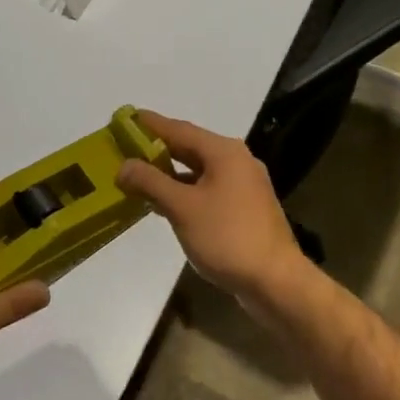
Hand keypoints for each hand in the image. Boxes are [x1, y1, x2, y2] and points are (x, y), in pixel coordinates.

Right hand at [117, 111, 311, 309]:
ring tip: (137, 177)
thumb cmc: (227, 237)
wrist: (276, 281)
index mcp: (223, 152)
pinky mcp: (245, 209)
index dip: (149, 124)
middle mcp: (236, 161)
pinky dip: (184, 191)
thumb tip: (123, 166)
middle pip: (189, 147)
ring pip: (199, 170)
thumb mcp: (182, 208)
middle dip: (156, 149)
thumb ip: (150, 182)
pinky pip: (208, 189)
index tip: (125, 118)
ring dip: (169, 173)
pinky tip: (165, 204)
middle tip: (125, 148)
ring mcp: (244, 185)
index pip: (178, 129)